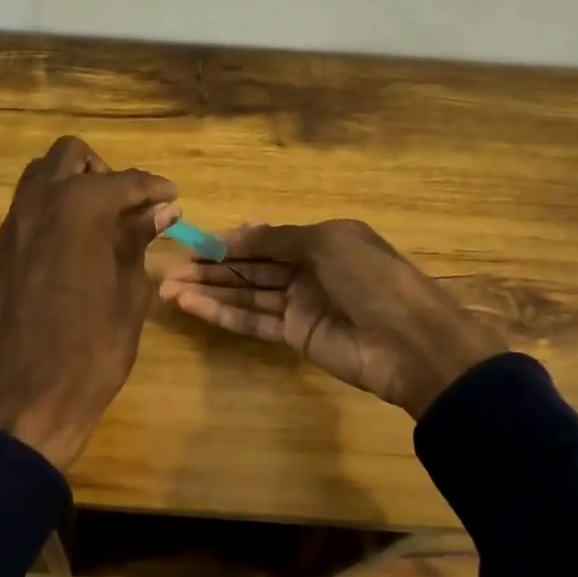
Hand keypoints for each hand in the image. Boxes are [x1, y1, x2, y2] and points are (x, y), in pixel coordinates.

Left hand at [0, 136, 178, 468]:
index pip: (124, 181)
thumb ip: (139, 241)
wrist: (26, 396)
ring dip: (74, 184)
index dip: (154, 188)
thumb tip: (162, 210)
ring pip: (42, 175)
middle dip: (105, 173)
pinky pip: (29, 205)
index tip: (173, 198)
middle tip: (130, 208)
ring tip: (103, 222)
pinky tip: (77, 242)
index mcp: (79, 209)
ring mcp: (14, 224)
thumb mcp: (129, 293)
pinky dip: (54, 207)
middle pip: (71, 156)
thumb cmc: (92, 349)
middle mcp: (40, 202)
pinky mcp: (2, 248)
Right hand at [158, 220, 504, 418]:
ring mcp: (300, 305)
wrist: (410, 343)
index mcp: (321, 240)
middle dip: (211, 267)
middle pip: (250, 267)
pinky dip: (222, 314)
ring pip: (246, 294)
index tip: (194, 242)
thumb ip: (278, 239)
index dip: (230, 241)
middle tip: (168, 268)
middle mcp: (307, 270)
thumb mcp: (328, 243)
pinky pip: (252, 321)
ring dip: (208, 290)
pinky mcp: (294, 336)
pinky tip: (191, 306)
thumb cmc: (372, 279)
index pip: (266, 238)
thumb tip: (236, 233)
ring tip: (167, 288)